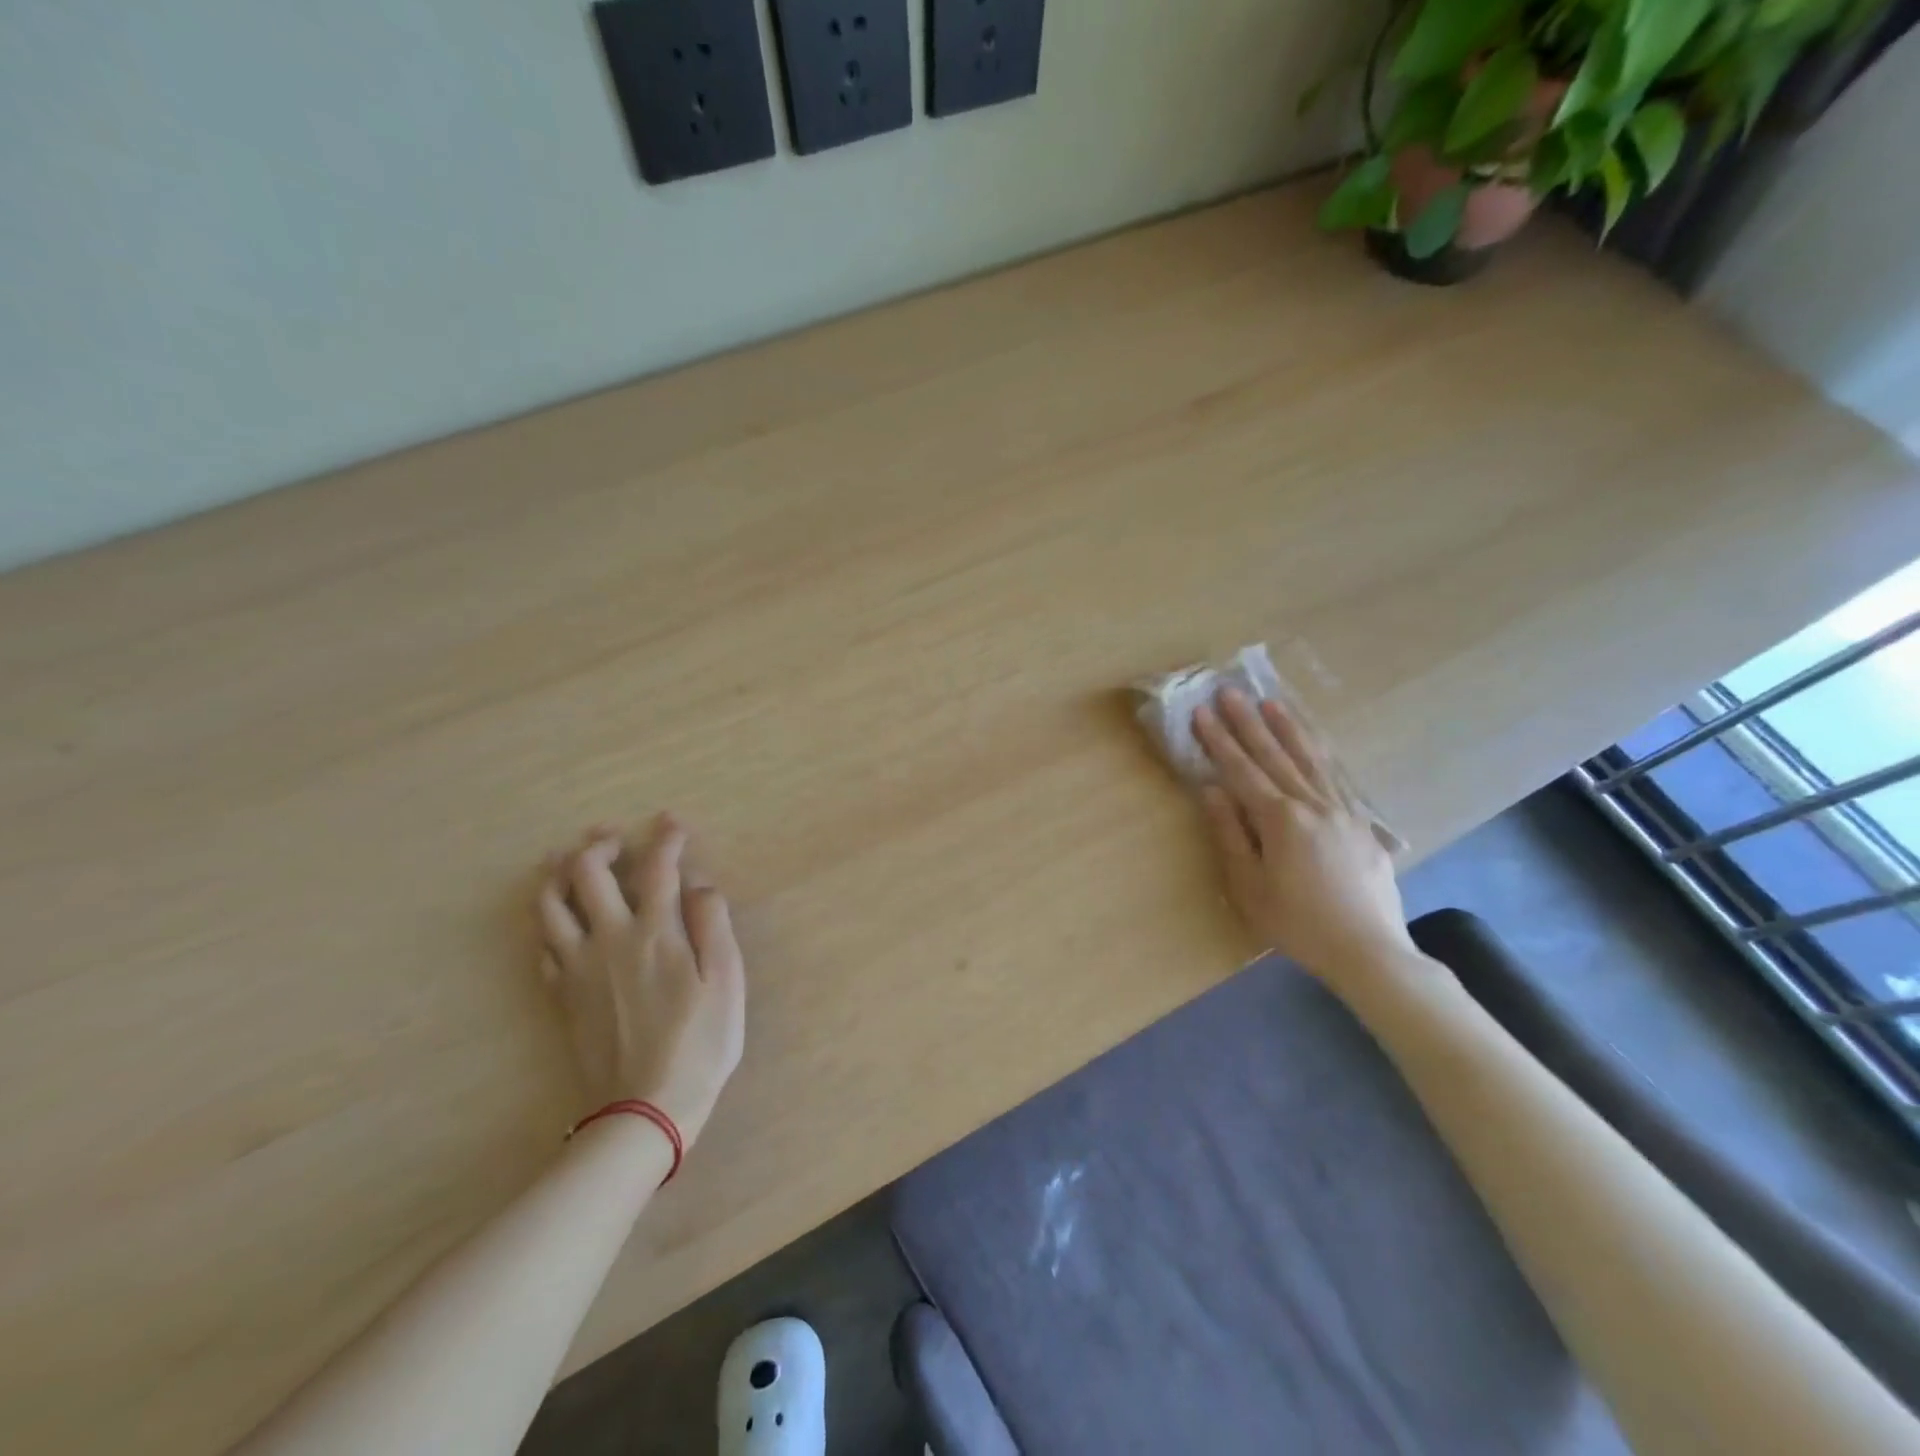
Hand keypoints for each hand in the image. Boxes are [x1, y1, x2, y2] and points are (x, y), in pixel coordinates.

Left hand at [536, 813, 745, 1146]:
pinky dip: (548, 921)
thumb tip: (700, 885)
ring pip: (549, 904)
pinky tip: (560, 920)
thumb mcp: (726, 981)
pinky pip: (541, 945)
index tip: (672, 821)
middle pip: (586, 872)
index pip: (657, 866)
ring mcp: (578, 967)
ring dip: (557, 873)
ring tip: (569, 861)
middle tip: (613, 835)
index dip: (665, 837)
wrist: (644, 1108)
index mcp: (656, 931)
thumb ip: (714, 925)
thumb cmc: (700, 1043)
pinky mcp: (561, 995)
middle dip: (598, 844)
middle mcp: (609, 938)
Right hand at [1192, 689, 1415, 993]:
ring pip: (1310, 759)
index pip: (1241, 771)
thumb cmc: (1298, 924)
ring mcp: (1342, 810)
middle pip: (1274, 756)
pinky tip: (1313, 744)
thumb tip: (1211, 791)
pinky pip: (1336, 776)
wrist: (1370, 950)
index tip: (1201, 712)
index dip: (1218, 741)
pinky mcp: (1361, 823)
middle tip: (1229, 692)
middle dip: (1248, 723)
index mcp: (1280, 820)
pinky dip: (1319, 754)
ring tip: (1271, 703)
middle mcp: (1312, 804)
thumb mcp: (1250, 887)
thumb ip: (1230, 835)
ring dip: (1287, 729)